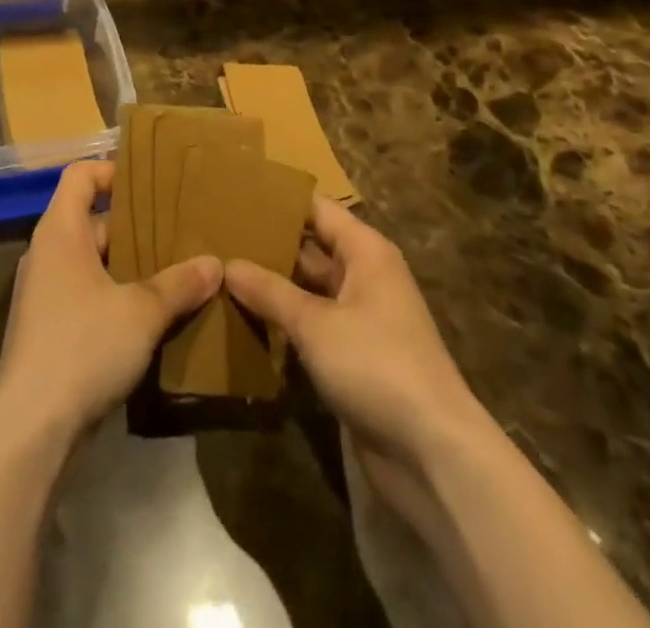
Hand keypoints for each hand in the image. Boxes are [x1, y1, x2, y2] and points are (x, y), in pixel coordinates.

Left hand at [0, 160, 220, 445]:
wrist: (30, 429)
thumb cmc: (83, 347)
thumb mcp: (141, 312)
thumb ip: (178, 284)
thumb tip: (215, 264)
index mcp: (60, 232)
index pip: (80, 176)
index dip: (112, 171)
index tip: (151, 184)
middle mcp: (46, 254)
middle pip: (91, 220)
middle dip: (134, 225)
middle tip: (177, 232)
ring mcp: (43, 293)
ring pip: (91, 261)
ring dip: (127, 265)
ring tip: (173, 273)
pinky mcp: (46, 329)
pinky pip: (84, 294)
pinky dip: (113, 296)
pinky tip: (149, 317)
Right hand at [225, 196, 481, 464]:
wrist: (433, 454)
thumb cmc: (377, 365)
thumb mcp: (315, 324)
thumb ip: (270, 291)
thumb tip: (227, 264)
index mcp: (365, 252)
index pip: (317, 209)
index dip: (279, 200)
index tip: (235, 194)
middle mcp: (365, 276)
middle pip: (311, 248)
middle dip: (269, 244)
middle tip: (216, 236)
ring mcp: (360, 318)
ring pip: (308, 289)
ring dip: (273, 285)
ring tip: (221, 272)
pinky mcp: (354, 357)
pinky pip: (312, 326)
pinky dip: (284, 322)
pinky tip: (245, 320)